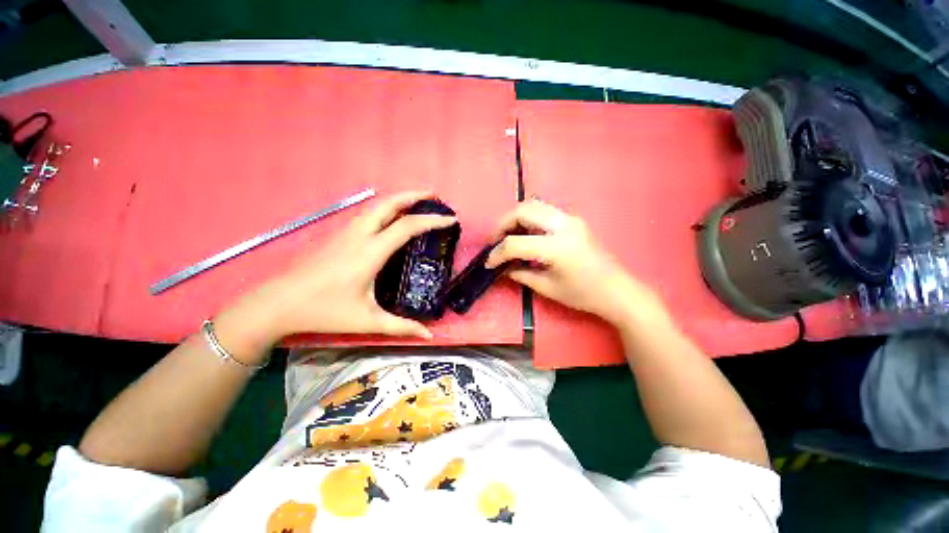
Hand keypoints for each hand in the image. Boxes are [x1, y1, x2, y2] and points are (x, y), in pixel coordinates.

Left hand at [220, 191, 455, 344]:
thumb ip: (401, 326)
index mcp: (370, 252)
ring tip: (418, 203)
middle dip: (414, 195)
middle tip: (435, 196)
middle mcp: (359, 235)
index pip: (407, 227)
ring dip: (400, 199)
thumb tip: (428, 335)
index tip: (451, 218)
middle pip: (389, 203)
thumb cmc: (324, 311)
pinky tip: (393, 218)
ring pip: (377, 206)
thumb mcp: (367, 320)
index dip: (432, 220)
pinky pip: (368, 214)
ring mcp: (346, 232)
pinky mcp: (338, 235)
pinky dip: (387, 208)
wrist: (278, 303)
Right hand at [486, 199, 664, 326]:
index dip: (497, 253)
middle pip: (523, 210)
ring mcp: (571, 219)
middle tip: (495, 241)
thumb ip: (521, 274)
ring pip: (534, 205)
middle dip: (502, 224)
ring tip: (507, 236)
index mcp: (557, 247)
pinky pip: (545, 211)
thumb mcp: (548, 288)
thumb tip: (503, 268)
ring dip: (515, 218)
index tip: (488, 263)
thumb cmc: (584, 295)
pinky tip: (526, 234)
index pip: (515, 243)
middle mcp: (564, 225)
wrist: (618, 290)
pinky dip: (529, 219)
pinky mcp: (574, 220)